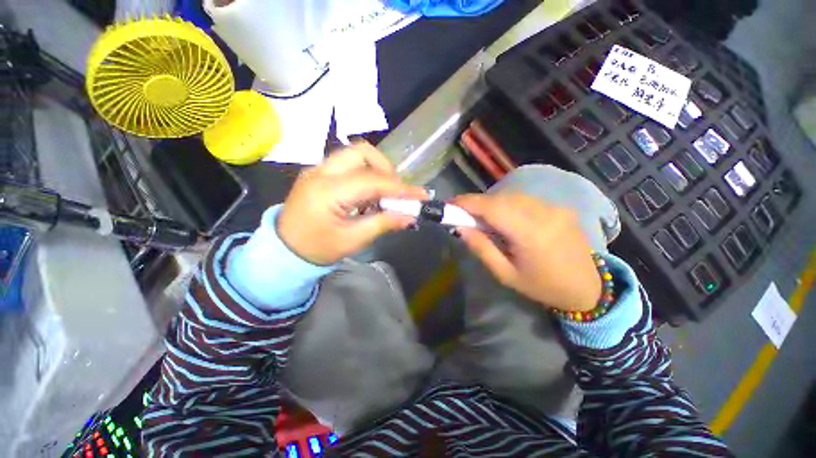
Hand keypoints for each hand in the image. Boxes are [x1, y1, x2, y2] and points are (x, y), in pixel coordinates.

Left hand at [277, 143, 427, 264]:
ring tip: (382, 193)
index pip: (371, 180)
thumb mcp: (353, 240)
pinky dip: (364, 174)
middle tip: (395, 191)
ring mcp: (317, 169)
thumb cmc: (318, 249)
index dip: (399, 187)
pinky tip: (367, 194)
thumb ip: (383, 223)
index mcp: (327, 191)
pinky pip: (346, 164)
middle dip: (385, 168)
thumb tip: (410, 216)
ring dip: (375, 169)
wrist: (284, 250)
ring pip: (354, 154)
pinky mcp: (318, 173)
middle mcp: (320, 172)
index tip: (421, 194)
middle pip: (361, 152)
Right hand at [453, 193, 601, 311]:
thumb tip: (460, 227)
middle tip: (462, 213)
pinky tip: (504, 217)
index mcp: (531, 234)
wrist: (587, 287)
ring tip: (481, 217)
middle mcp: (544, 214)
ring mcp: (555, 207)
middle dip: (477, 203)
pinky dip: (507, 204)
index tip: (449, 204)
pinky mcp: (559, 207)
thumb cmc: (542, 286)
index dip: (467, 202)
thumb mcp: (505, 274)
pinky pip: (525, 199)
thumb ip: (481, 248)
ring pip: (512, 195)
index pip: (492, 207)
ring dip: (491, 203)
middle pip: (501, 198)